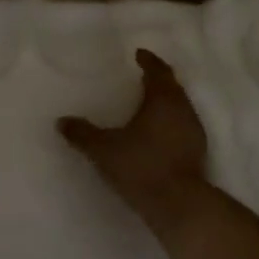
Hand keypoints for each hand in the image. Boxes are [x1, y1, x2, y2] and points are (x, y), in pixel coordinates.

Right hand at [58, 49, 209, 234]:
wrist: (178, 204)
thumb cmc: (140, 166)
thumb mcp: (103, 149)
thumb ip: (82, 134)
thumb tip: (61, 121)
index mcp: (163, 100)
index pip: (158, 71)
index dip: (149, 61)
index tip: (139, 54)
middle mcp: (183, 110)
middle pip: (173, 87)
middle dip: (158, 79)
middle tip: (143, 76)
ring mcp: (194, 132)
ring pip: (180, 107)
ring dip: (166, 102)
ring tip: (148, 104)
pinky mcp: (197, 153)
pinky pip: (182, 126)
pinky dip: (170, 122)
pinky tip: (157, 134)